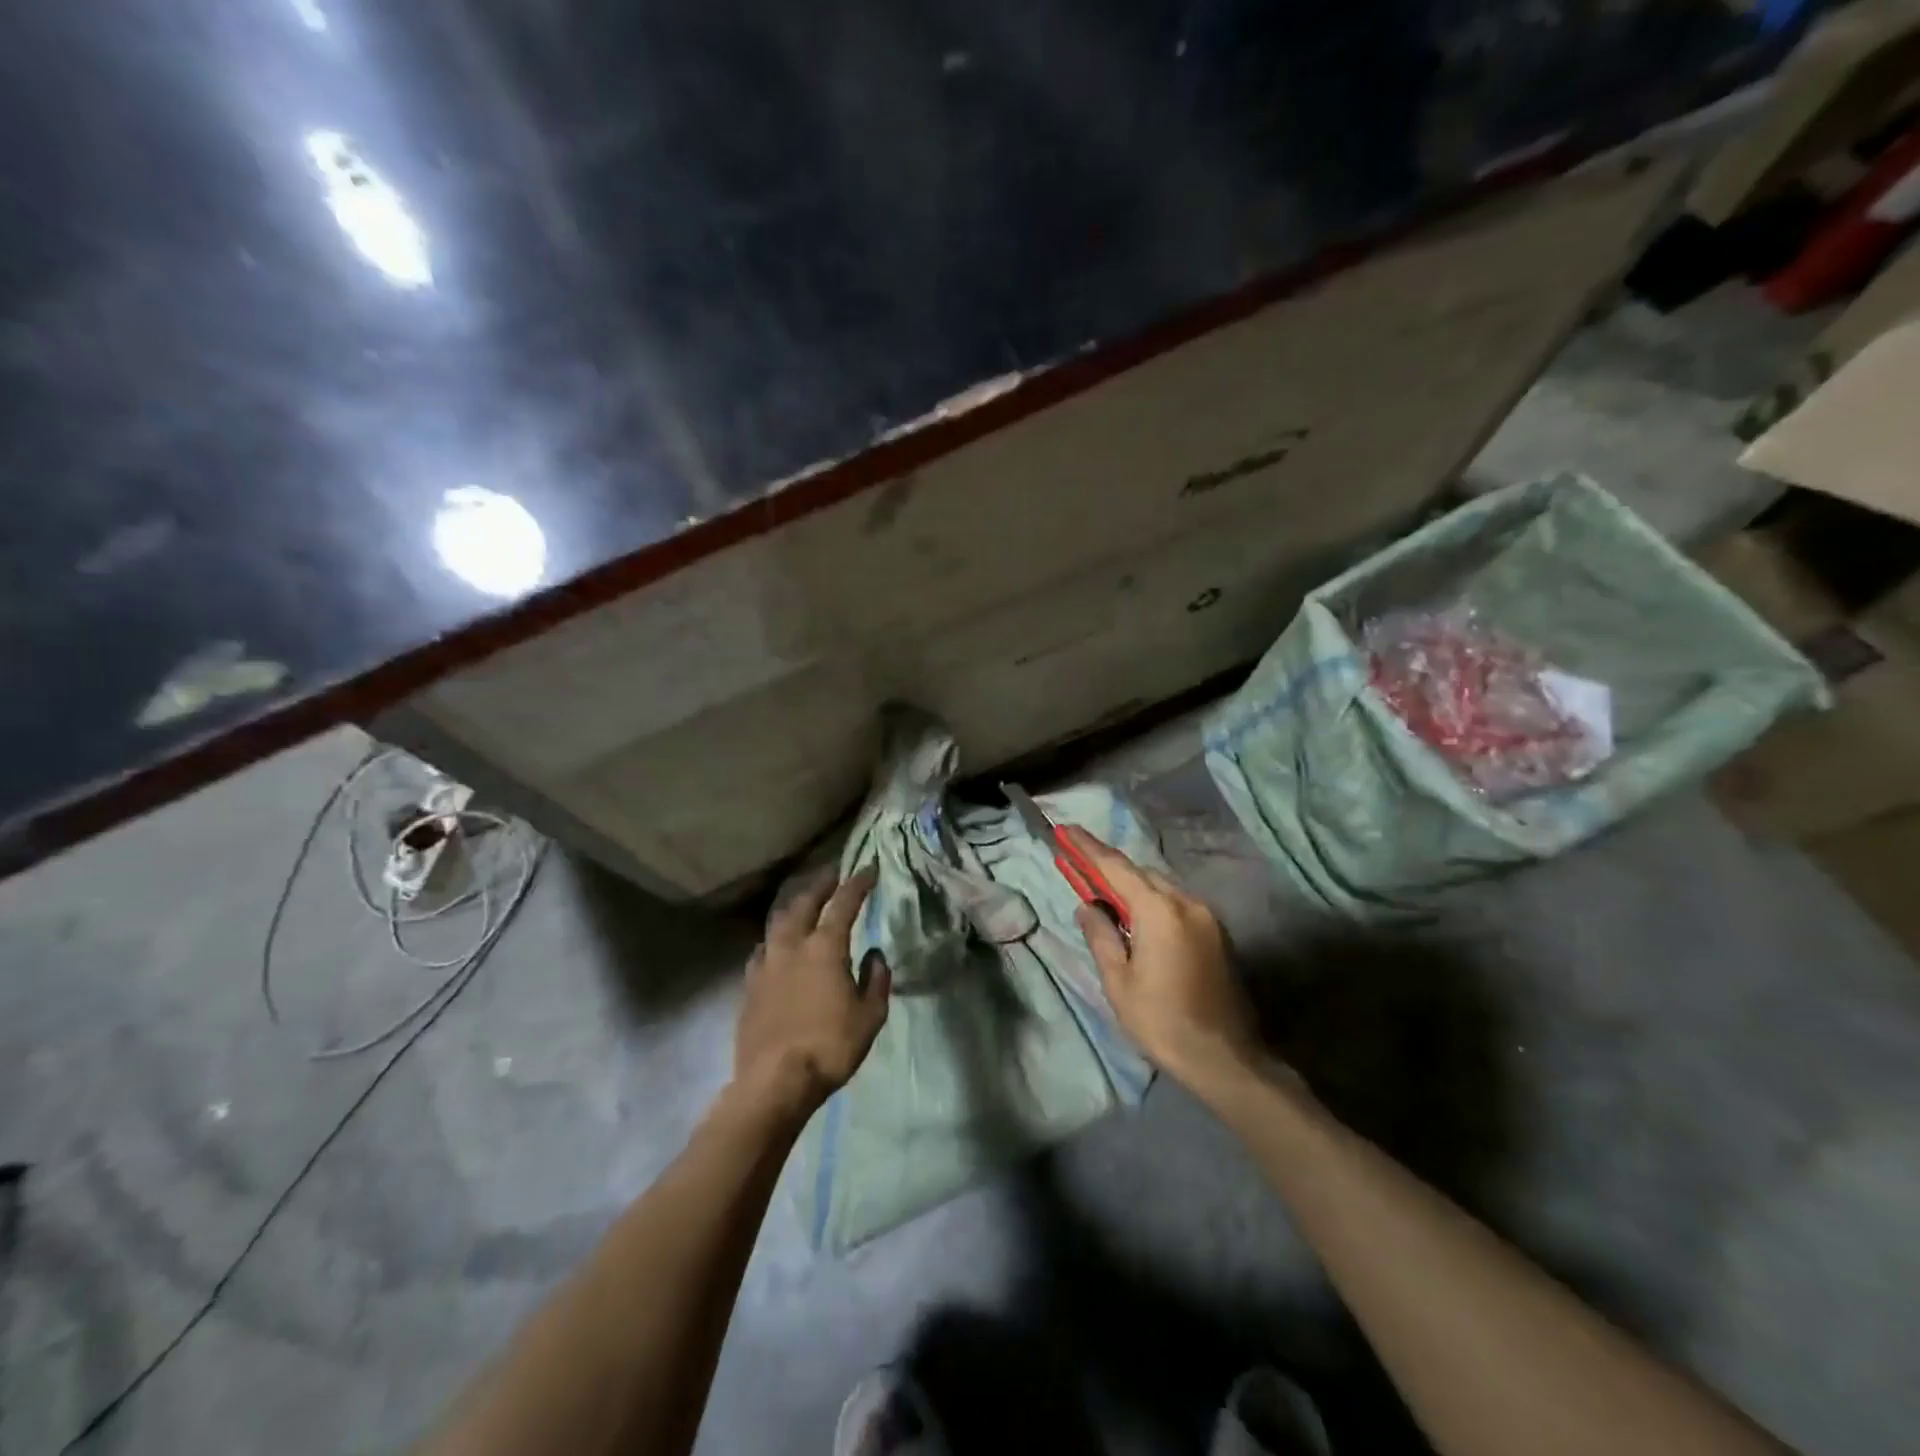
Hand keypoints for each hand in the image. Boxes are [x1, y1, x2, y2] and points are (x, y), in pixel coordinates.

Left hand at [733, 867, 891, 1118]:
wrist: (774, 1081)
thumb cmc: (831, 1046)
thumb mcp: (870, 1016)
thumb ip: (876, 980)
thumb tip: (874, 955)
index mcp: (825, 947)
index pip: (844, 903)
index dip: (858, 883)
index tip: (869, 869)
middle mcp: (792, 946)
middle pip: (805, 903)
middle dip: (821, 885)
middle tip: (832, 875)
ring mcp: (766, 964)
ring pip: (779, 923)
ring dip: (795, 908)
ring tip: (803, 905)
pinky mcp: (749, 986)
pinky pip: (763, 950)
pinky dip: (775, 939)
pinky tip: (775, 946)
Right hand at [1063, 826, 1260, 1092]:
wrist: (1225, 1058)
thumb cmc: (1162, 1022)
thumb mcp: (1119, 982)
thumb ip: (1101, 936)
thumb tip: (1088, 906)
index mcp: (1159, 911)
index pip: (1115, 867)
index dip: (1087, 847)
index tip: (1066, 829)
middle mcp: (1186, 903)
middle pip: (1141, 874)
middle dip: (1110, 869)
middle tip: (1081, 871)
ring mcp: (1207, 917)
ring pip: (1161, 888)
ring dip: (1133, 888)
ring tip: (1107, 901)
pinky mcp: (1217, 934)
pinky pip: (1177, 905)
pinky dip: (1153, 904)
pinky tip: (1139, 923)